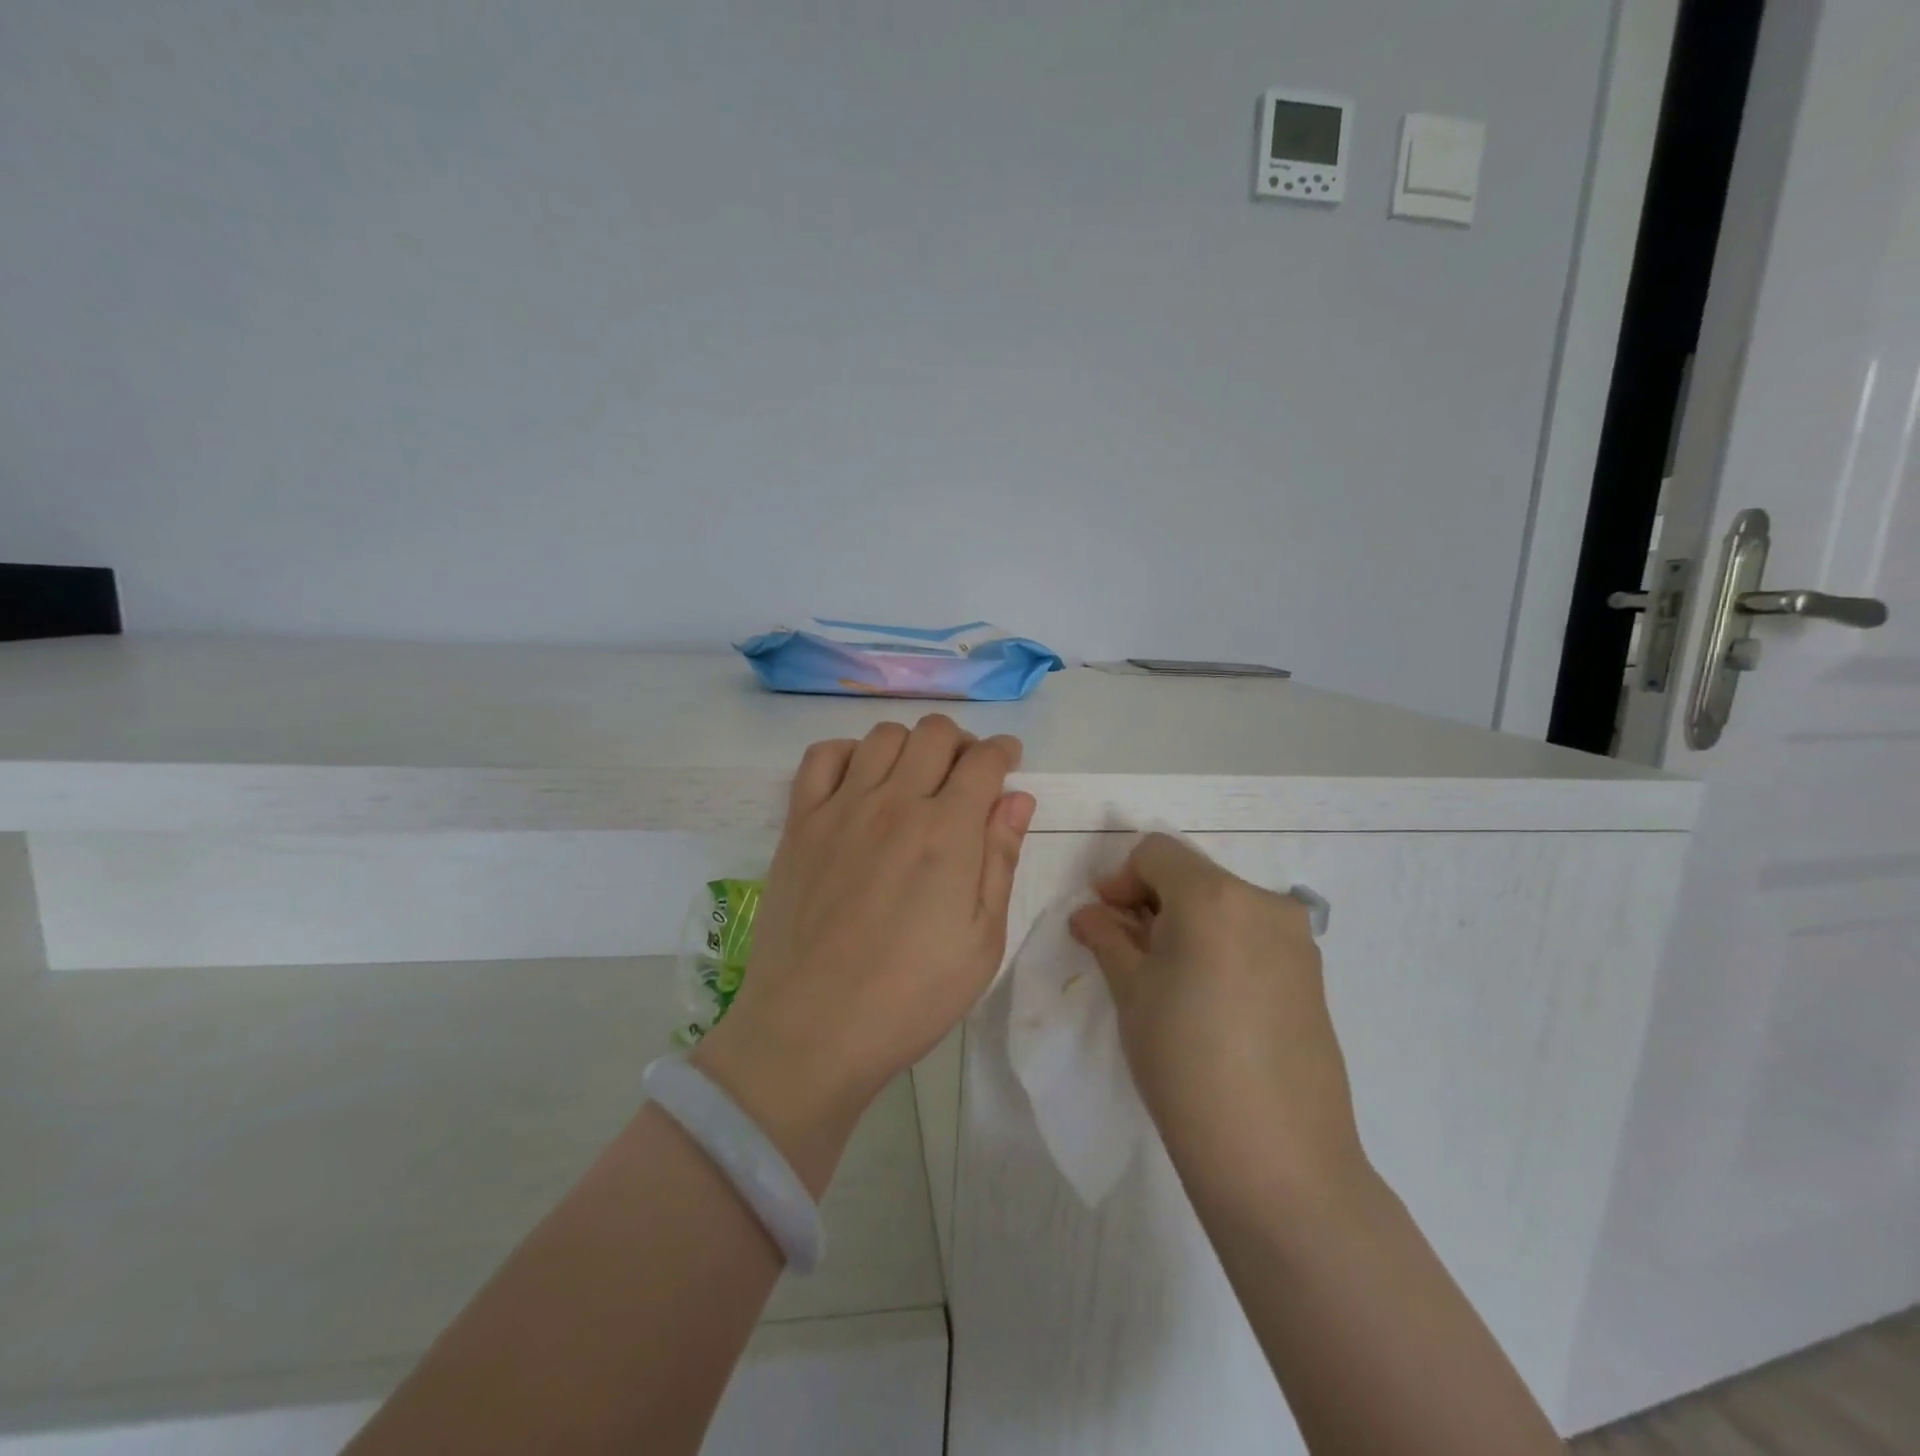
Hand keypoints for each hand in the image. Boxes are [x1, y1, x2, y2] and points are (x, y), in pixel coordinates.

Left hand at [693, 716, 1033, 1187]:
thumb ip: (1000, 860)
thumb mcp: (982, 941)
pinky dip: (848, 753)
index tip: (1009, 762)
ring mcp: (841, 808)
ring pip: (883, 736)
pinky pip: (822, 757)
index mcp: (947, 831)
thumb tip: (1017, 798)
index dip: (1004, 752)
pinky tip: (860, 781)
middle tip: (966, 776)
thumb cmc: (911, 996)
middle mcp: (895, 803)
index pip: (984, 761)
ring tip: (915, 779)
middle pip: (935, 733)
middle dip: (962, 744)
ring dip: (910, 745)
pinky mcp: (800, 823)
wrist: (813, 1029)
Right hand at [1068, 834, 1364, 1204]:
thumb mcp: (1132, 992)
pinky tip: (1207, 1000)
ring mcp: (1296, 940)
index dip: (1120, 879)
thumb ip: (1107, 938)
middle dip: (1151, 902)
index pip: (1156, 853)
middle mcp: (1263, 902)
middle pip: (1192, 876)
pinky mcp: (1312, 976)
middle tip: (1126, 951)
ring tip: (1165, 979)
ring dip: (1185, 924)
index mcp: (1214, 896)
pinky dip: (1220, 946)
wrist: (1277, 1159)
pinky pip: (1253, 937)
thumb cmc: (1185, 1062)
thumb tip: (1089, 913)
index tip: (1103, 921)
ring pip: (1224, 906)